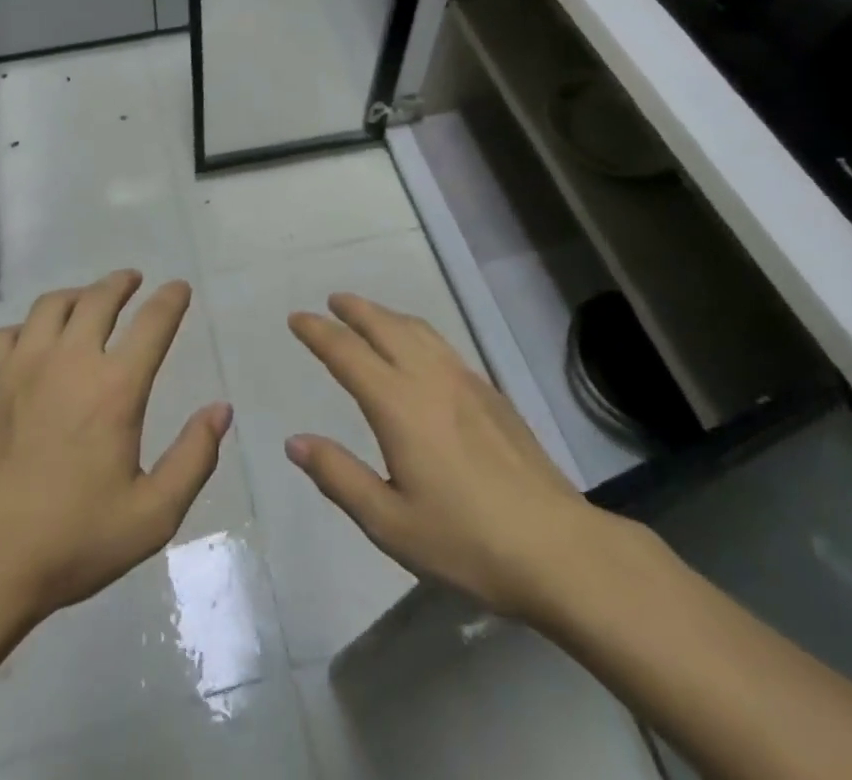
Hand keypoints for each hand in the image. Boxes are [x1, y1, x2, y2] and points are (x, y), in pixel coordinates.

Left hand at [0, 270, 230, 622]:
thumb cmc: (72, 541)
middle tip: (132, 280)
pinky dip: (28, 327)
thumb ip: (193, 458)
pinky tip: (32, 342)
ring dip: (77, 296)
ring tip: (86, 301)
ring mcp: (20, 366)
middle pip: (99, 298)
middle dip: (121, 283)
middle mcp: (69, 361)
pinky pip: (7, 333)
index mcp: (115, 387)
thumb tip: (220, 410)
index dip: (171, 299)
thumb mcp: (152, 515)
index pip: (153, 322)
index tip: (179, 288)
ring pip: (52, 306)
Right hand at [286, 293, 613, 621]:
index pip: (346, 353)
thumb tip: (294, 442)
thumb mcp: (389, 522)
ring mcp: (465, 380)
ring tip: (368, 314)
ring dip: (386, 314)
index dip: (318, 332)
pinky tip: (419, 348)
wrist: (557, 548)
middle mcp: (429, 378)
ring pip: (417, 329)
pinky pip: (442, 343)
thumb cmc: (465, 541)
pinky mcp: (490, 392)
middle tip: (331, 302)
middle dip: (354, 309)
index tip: (296, 318)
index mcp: (398, 405)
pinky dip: (416, 331)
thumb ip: (339, 476)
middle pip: (384, 326)